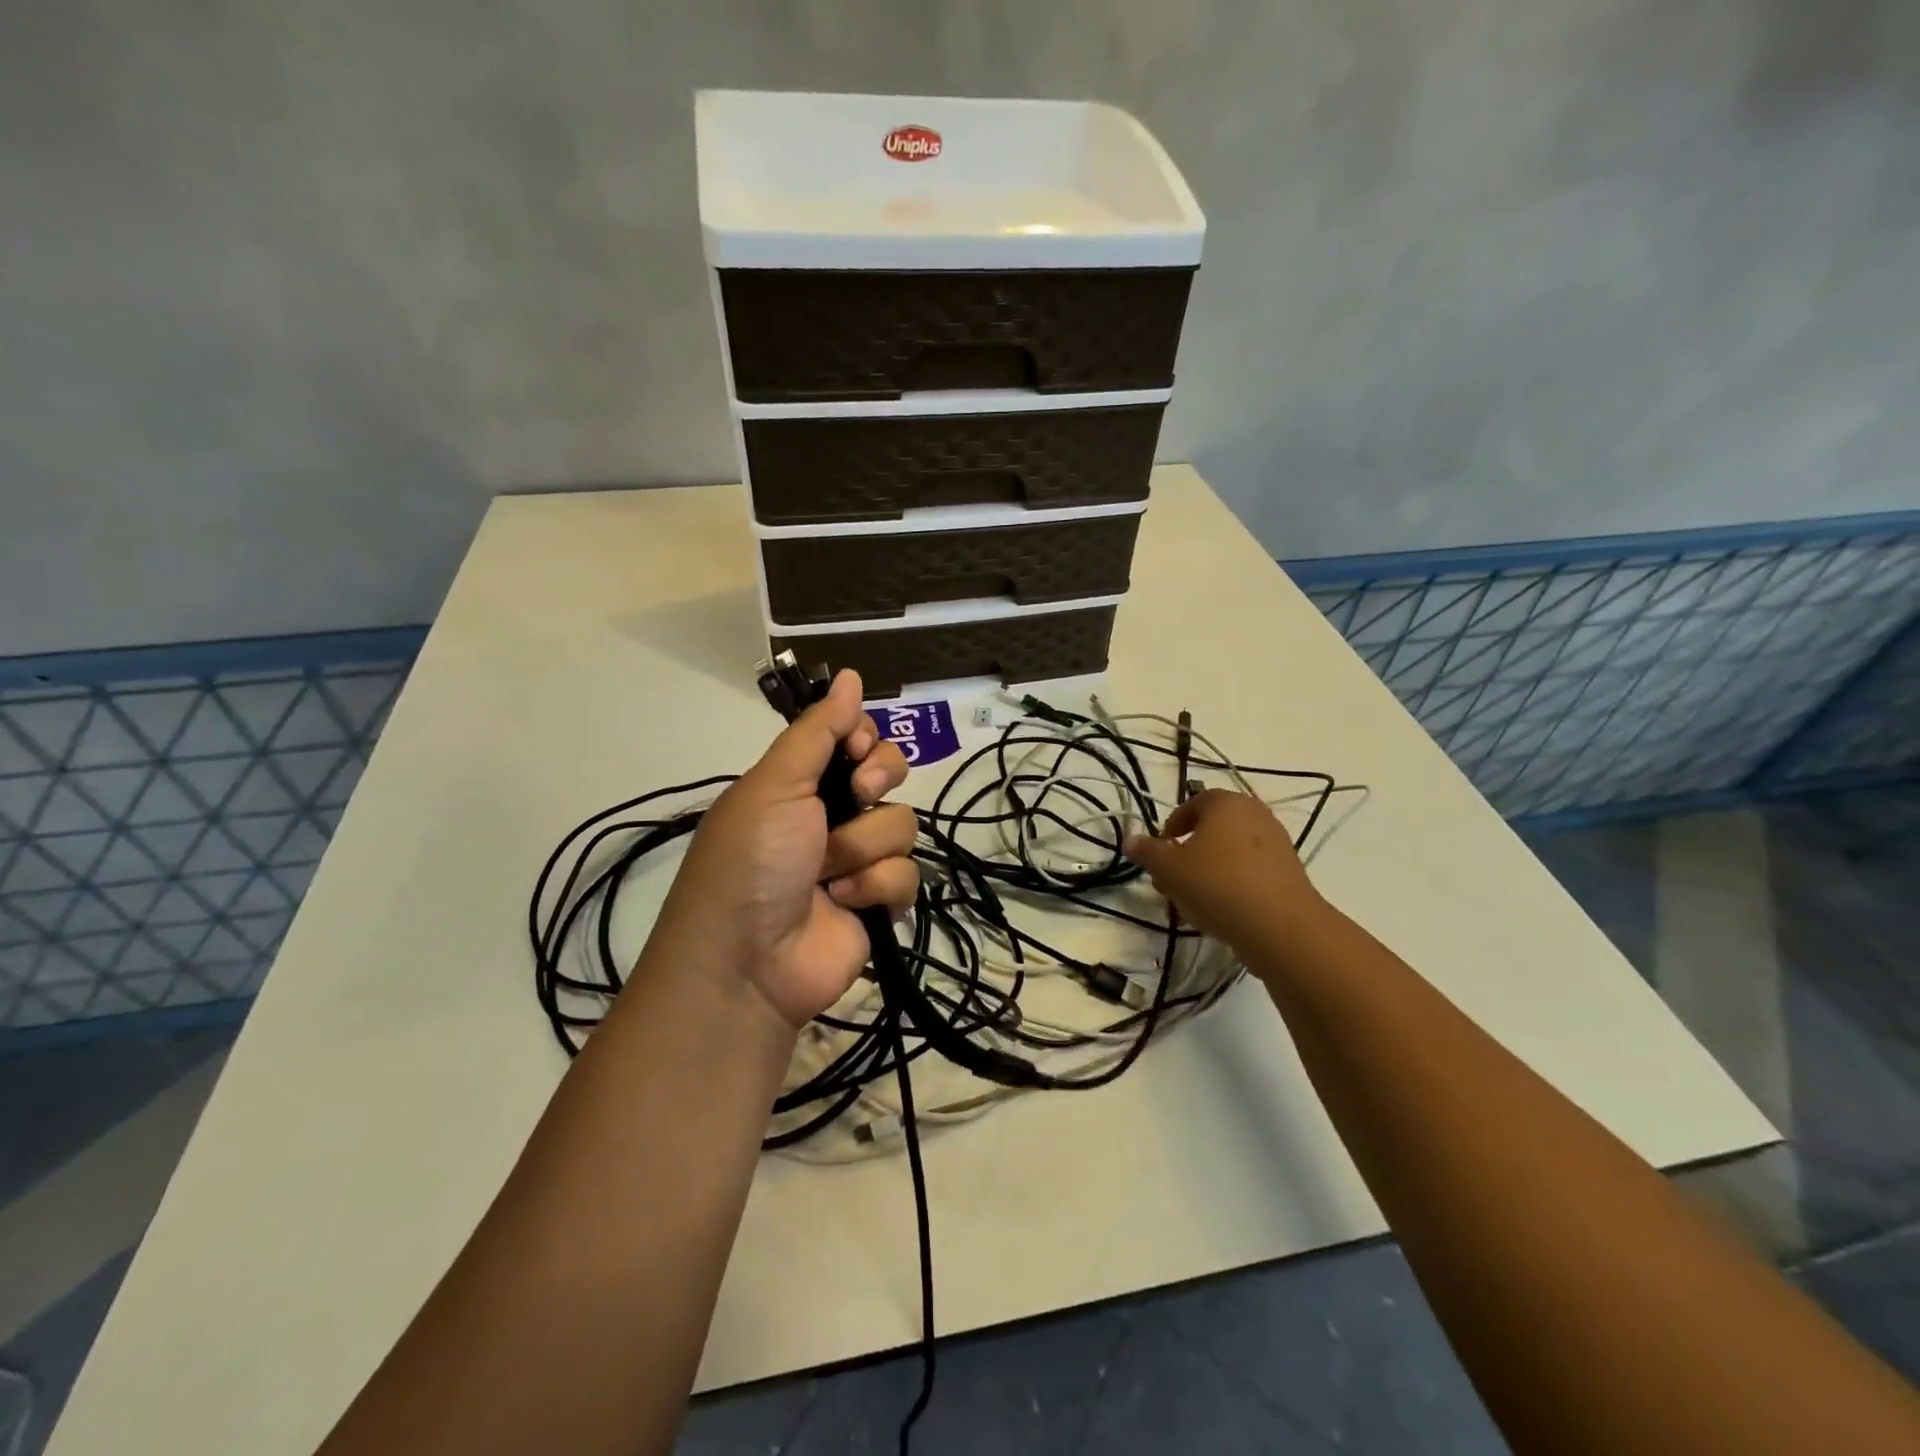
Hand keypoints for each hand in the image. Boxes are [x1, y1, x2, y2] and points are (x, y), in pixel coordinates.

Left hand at [649, 670, 917, 1029]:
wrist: (747, 963)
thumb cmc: (751, 861)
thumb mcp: (775, 785)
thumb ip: (817, 730)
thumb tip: (851, 674)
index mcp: (801, 783)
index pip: (855, 739)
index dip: (864, 739)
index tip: (856, 749)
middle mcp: (831, 816)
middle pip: (889, 775)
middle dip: (877, 783)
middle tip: (856, 798)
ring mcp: (857, 861)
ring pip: (901, 826)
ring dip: (862, 850)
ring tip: (827, 877)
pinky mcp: (879, 903)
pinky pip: (908, 875)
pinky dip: (876, 889)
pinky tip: (845, 905)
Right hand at [1123, 790, 1329, 962]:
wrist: (1280, 927)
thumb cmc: (1217, 885)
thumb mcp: (1169, 869)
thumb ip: (1148, 852)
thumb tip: (1130, 840)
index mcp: (1226, 803)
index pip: (1194, 802)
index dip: (1173, 824)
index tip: (1162, 850)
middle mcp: (1255, 815)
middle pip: (1213, 829)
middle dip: (1188, 853)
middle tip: (1171, 879)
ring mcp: (1277, 844)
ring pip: (1230, 853)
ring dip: (1208, 872)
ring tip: (1191, 902)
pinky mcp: (1289, 873)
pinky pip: (1250, 872)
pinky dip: (1232, 885)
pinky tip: (1219, 912)